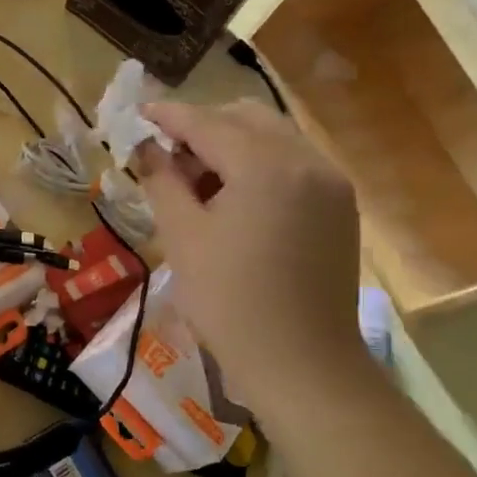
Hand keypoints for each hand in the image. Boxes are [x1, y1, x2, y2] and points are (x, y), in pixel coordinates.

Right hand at [137, 101, 370, 410]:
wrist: (301, 364)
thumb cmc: (229, 301)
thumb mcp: (182, 236)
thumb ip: (161, 179)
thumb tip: (146, 147)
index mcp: (266, 165)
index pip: (207, 123)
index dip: (168, 116)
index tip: (138, 113)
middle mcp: (306, 160)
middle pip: (245, 118)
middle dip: (202, 127)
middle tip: (167, 158)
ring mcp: (331, 182)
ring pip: (272, 137)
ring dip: (230, 144)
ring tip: (198, 182)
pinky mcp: (339, 206)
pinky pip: (292, 163)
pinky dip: (258, 164)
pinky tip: (234, 198)